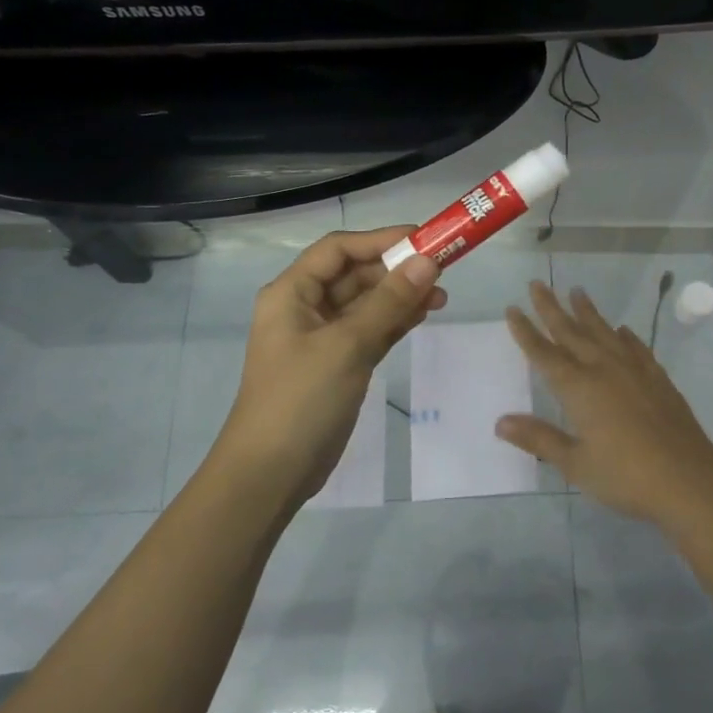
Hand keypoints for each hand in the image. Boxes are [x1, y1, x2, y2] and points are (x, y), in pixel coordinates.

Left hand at [214, 227, 444, 506]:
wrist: (271, 473)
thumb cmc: (301, 399)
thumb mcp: (347, 345)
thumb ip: (389, 302)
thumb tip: (428, 262)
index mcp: (291, 293)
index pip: (338, 250)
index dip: (380, 240)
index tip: (424, 239)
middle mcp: (304, 308)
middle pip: (354, 275)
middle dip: (396, 270)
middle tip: (442, 270)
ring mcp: (322, 339)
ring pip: (366, 304)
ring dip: (400, 296)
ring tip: (442, 295)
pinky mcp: (338, 365)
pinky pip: (370, 331)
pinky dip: (395, 321)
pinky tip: (423, 314)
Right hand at [496, 280, 712, 526]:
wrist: (688, 479)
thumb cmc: (625, 476)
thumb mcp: (575, 463)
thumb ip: (539, 439)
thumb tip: (501, 422)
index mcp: (579, 389)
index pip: (544, 354)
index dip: (526, 332)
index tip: (513, 309)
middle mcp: (604, 370)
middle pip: (572, 332)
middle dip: (552, 308)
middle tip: (538, 284)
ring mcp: (634, 371)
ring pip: (605, 333)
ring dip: (588, 312)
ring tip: (577, 292)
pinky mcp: (658, 379)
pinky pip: (636, 348)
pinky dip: (626, 336)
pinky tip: (622, 330)